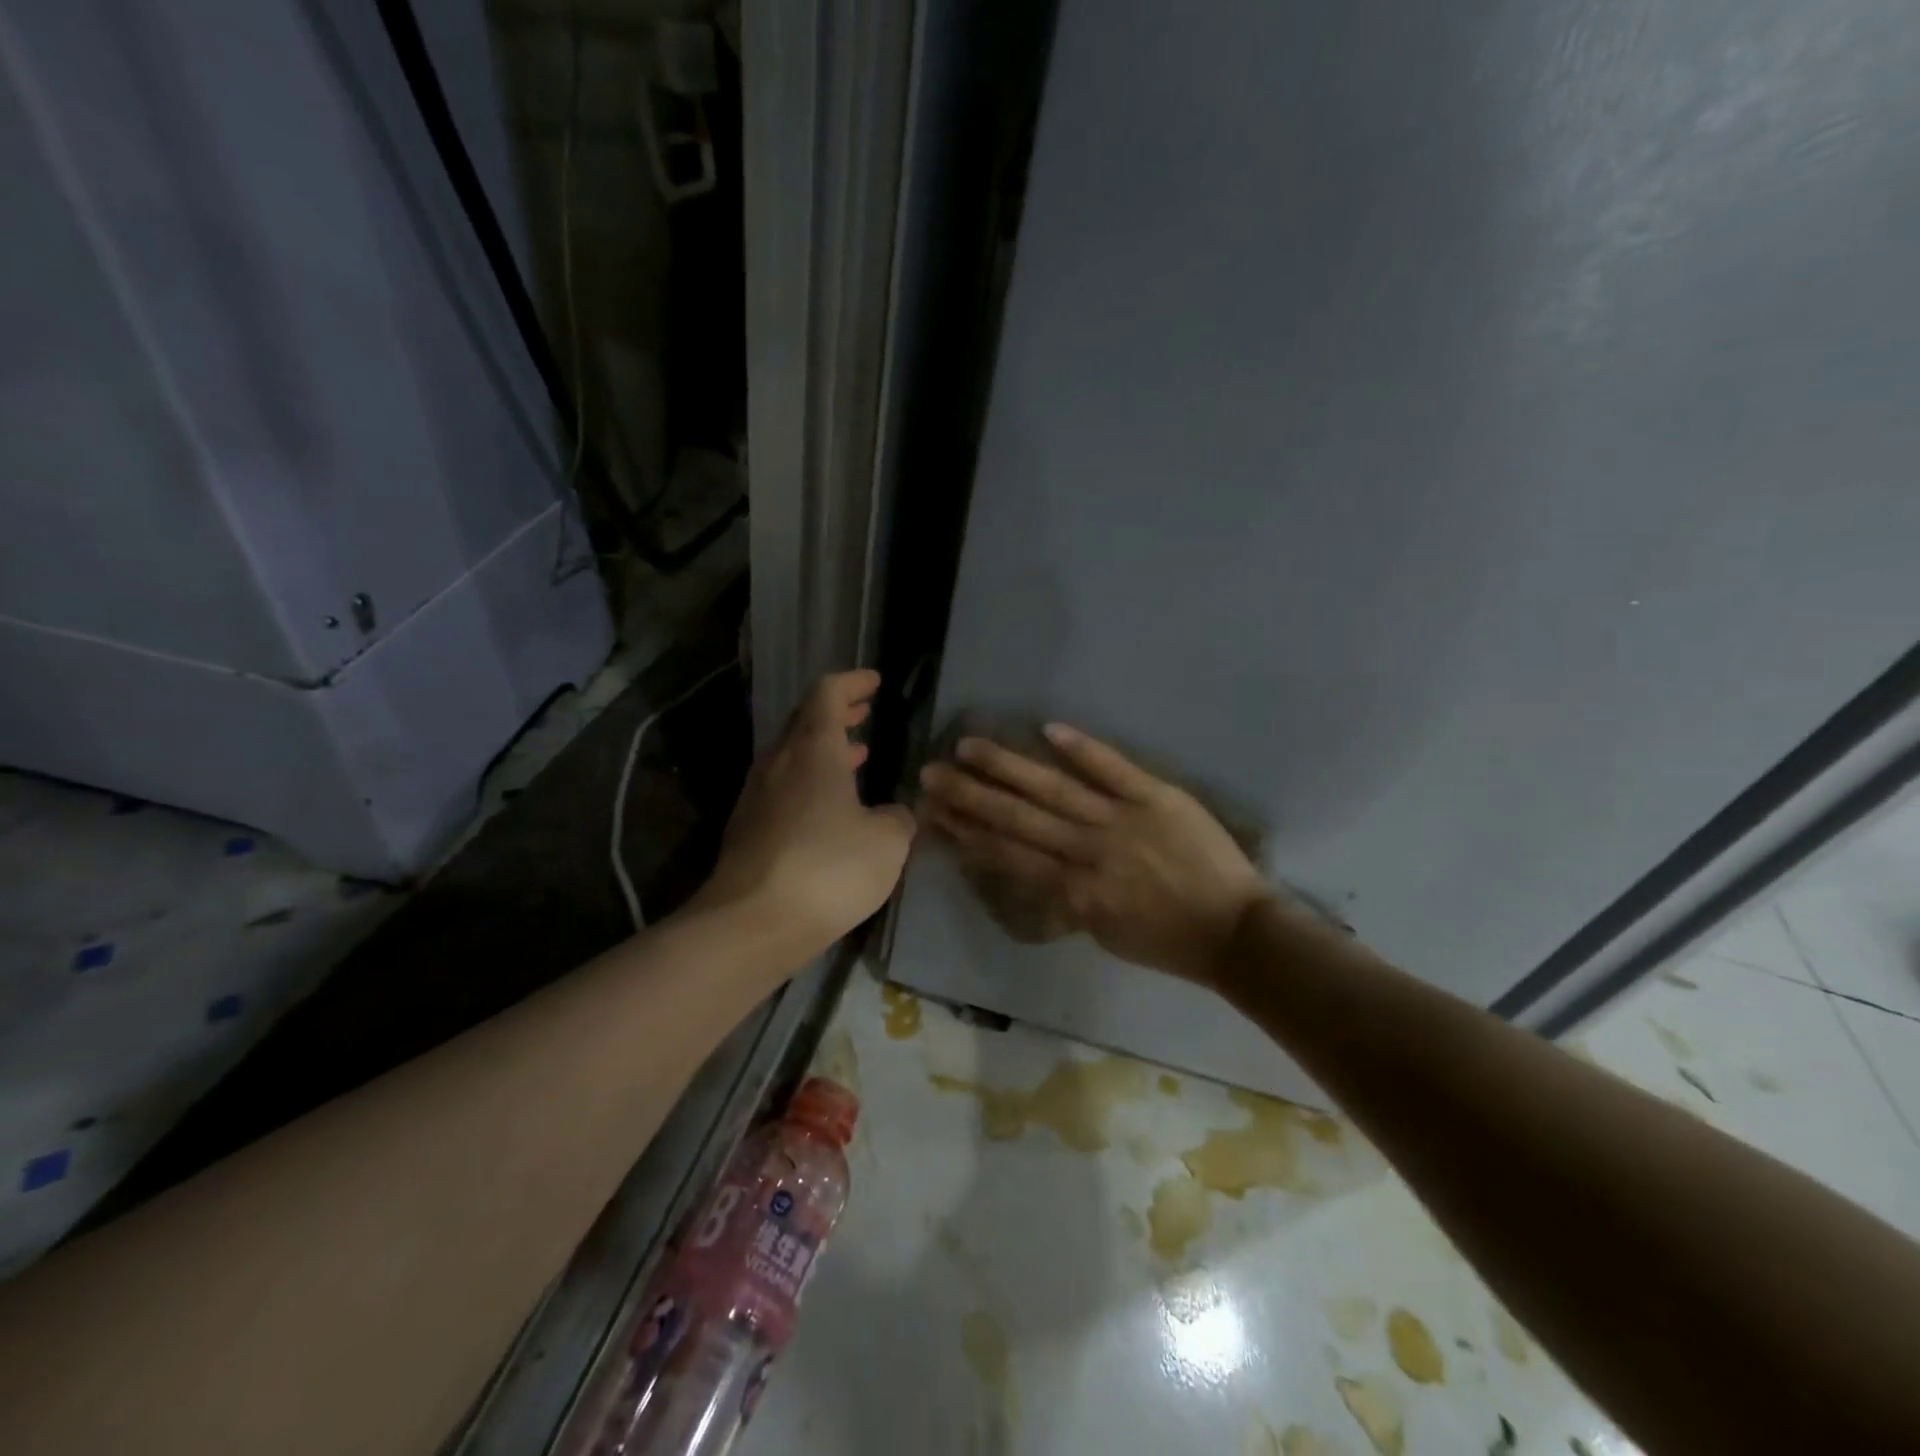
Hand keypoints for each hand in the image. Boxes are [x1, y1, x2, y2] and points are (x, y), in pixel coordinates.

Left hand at [696, 670, 915, 963]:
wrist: (751, 924)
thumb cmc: (828, 868)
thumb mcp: (887, 843)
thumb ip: (898, 819)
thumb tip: (893, 814)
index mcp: (813, 750)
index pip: (828, 694)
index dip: (852, 682)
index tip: (873, 682)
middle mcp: (779, 763)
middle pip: (805, 721)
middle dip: (837, 713)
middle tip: (863, 712)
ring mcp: (756, 796)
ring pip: (792, 756)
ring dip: (824, 750)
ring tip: (855, 756)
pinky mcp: (747, 829)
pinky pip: (783, 788)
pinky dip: (810, 782)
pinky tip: (829, 808)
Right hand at [919, 724, 1270, 987]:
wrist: (1235, 932)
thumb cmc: (1167, 941)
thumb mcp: (1103, 933)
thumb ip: (1065, 900)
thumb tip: (1031, 869)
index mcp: (1074, 890)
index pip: (1008, 855)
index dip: (967, 834)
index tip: (934, 815)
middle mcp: (1087, 851)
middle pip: (1018, 818)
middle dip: (970, 796)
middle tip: (931, 774)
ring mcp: (1121, 819)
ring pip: (1054, 790)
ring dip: (1008, 767)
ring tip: (968, 746)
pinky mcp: (1156, 796)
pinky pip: (1113, 768)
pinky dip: (1082, 748)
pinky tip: (1048, 728)